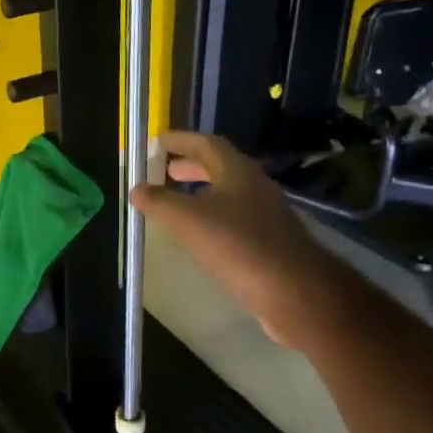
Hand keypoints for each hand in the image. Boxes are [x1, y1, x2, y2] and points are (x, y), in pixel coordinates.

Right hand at [130, 130, 329, 349]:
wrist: (296, 292)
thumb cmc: (240, 246)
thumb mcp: (189, 221)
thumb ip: (160, 202)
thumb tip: (136, 188)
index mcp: (238, 172)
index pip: (206, 144)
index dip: (181, 140)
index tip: (157, 141)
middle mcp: (255, 187)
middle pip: (220, 167)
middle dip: (191, 167)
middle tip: (166, 171)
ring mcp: (266, 215)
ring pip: (229, 194)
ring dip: (202, 193)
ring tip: (178, 204)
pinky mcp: (270, 242)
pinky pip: (236, 219)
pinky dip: (213, 217)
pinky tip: (201, 237)